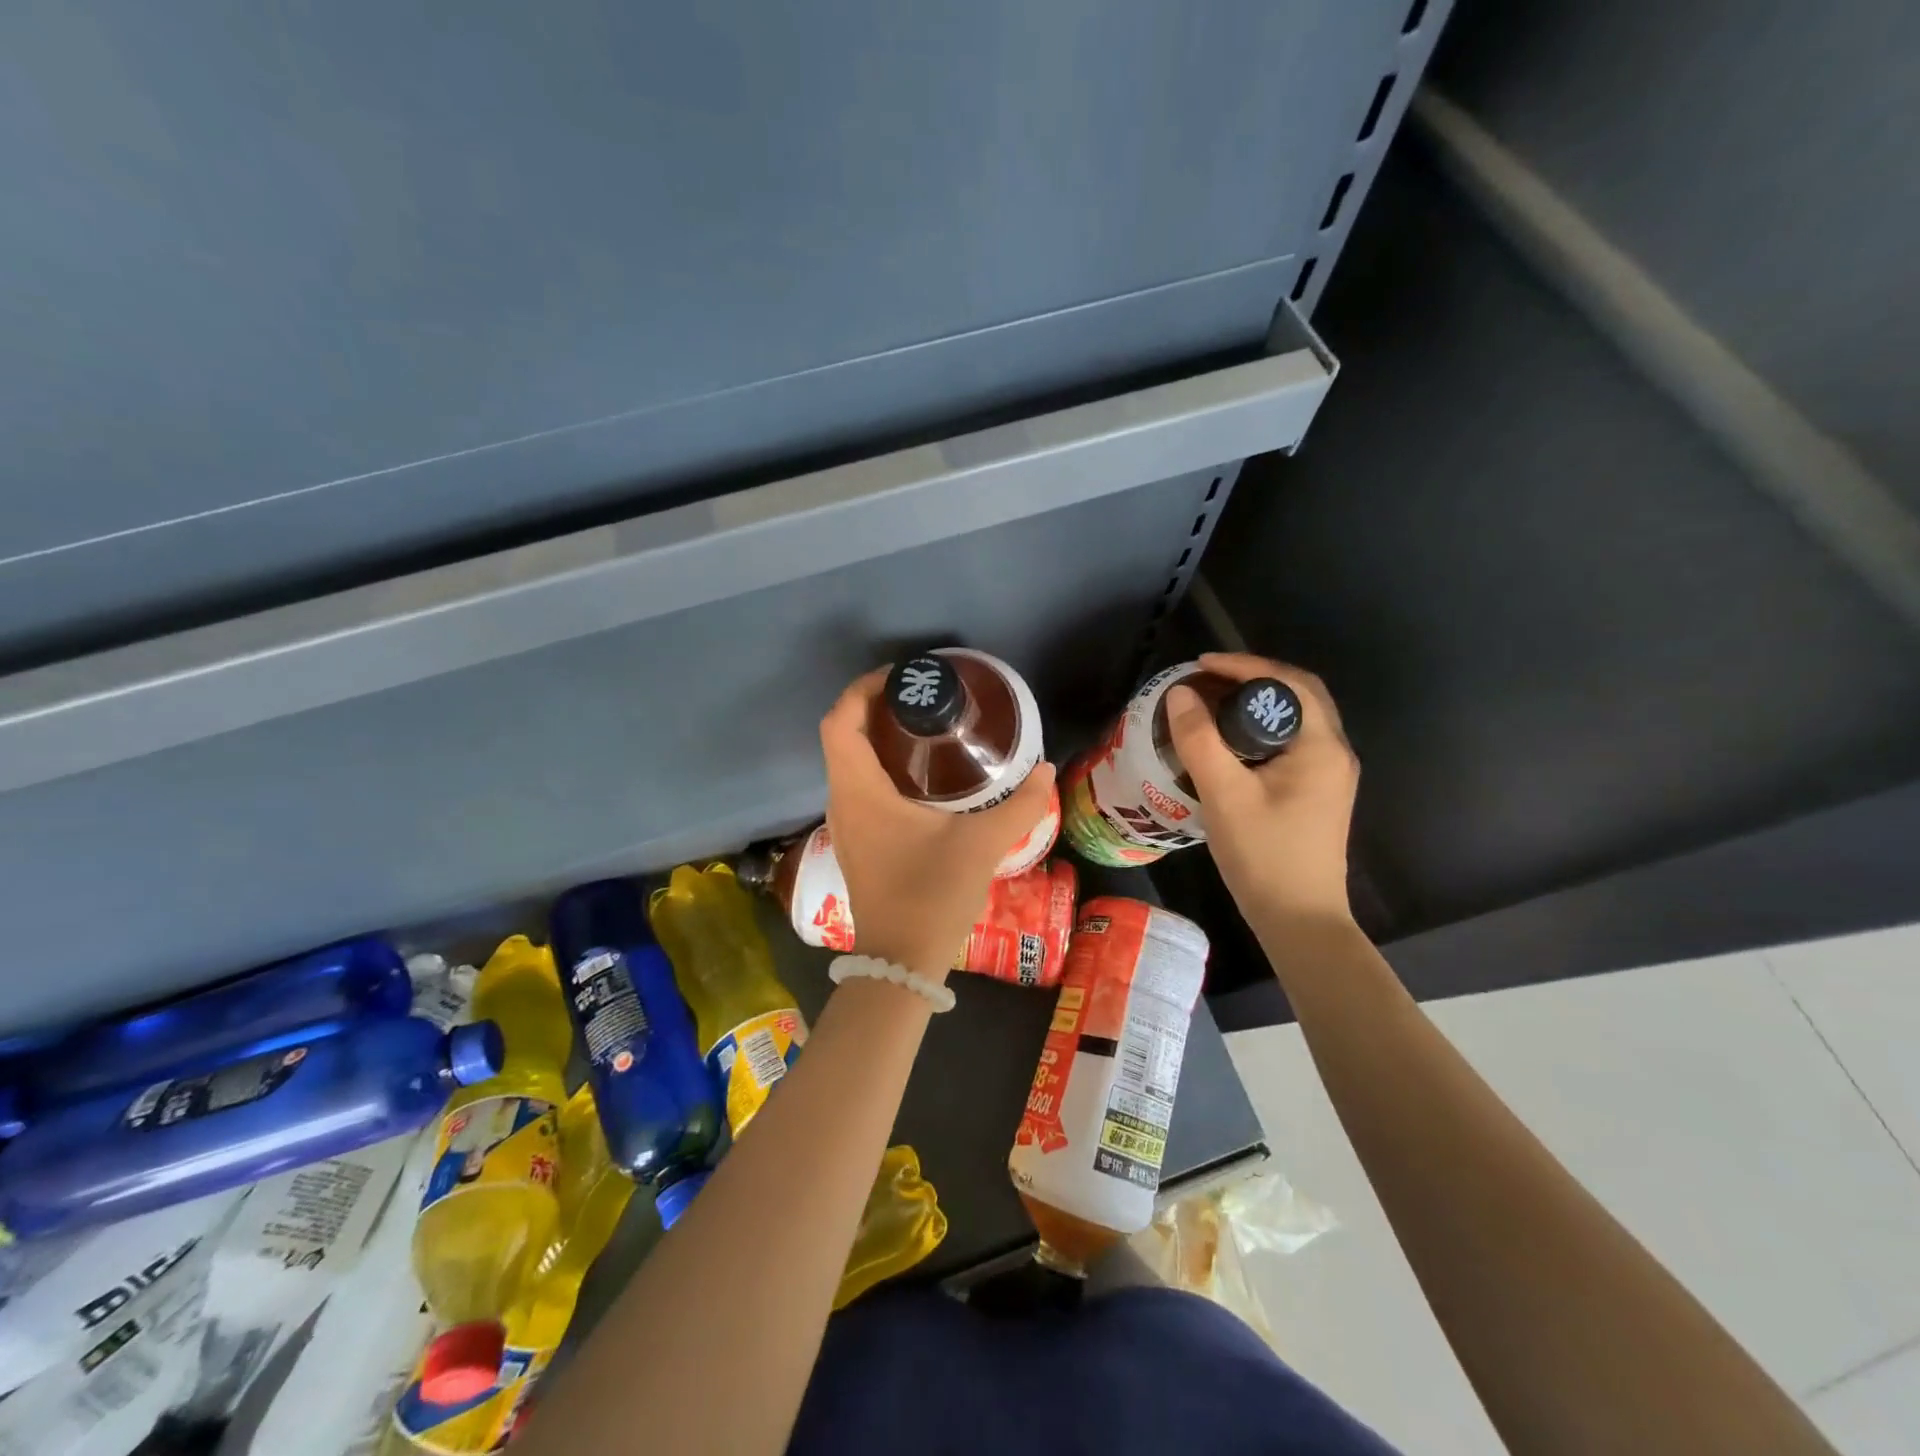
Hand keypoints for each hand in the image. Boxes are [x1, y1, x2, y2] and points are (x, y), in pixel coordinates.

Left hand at [819, 669, 1057, 977]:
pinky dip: (881, 766)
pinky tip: (922, 775)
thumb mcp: (981, 845)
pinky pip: (858, 785)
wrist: (900, 962)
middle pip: (842, 736)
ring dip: (877, 737)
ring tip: (926, 727)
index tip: (904, 678)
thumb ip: (1021, 805)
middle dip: (876, 707)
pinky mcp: (855, 840)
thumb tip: (1046, 768)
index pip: (840, 721)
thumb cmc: (931, 895)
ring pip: (849, 762)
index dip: (863, 689)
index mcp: (859, 791)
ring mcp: (845, 823)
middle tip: (924, 697)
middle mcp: (842, 800)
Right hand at [1164, 652, 1358, 925]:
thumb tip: (1180, 694)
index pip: (1289, 682)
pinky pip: (1291, 744)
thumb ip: (1200, 740)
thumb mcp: (1224, 794)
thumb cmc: (1265, 856)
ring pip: (1295, 721)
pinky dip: (1261, 730)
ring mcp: (1329, 776)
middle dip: (1252, 680)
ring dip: (1257, 705)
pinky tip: (1229, 744)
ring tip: (1213, 705)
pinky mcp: (1317, 794)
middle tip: (1208, 680)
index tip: (1201, 665)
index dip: (1245, 665)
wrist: (1299, 920)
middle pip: (1298, 696)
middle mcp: (1334, 753)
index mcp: (1321, 746)